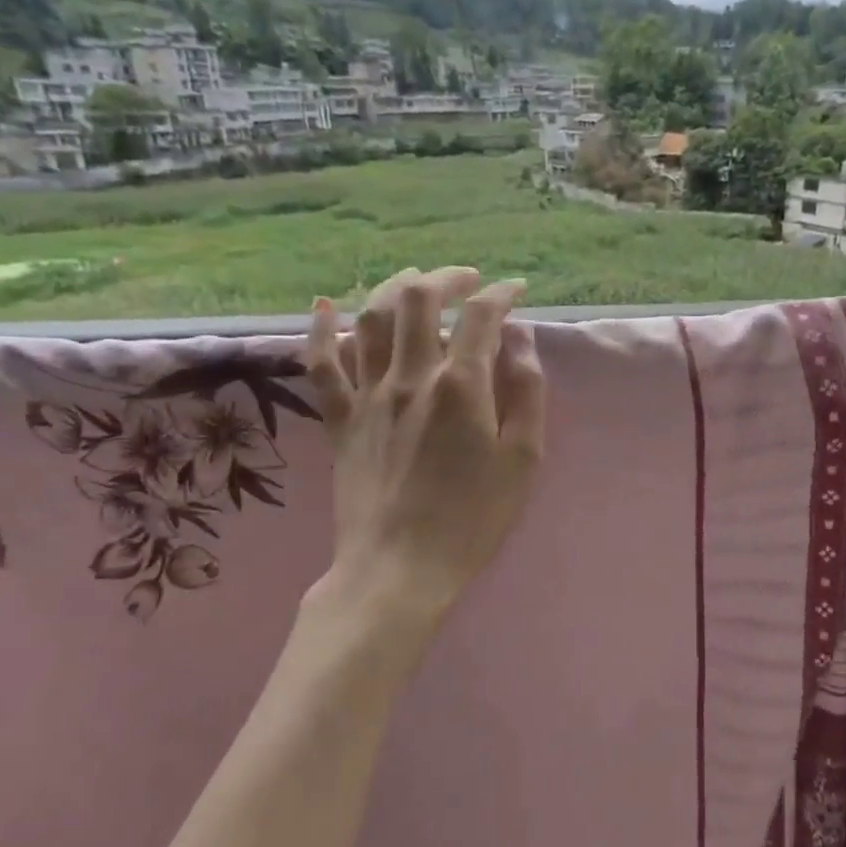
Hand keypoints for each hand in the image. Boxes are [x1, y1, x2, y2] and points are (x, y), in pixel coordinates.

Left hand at [301, 266, 545, 676]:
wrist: (399, 569)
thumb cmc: (472, 518)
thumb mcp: (522, 459)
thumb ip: (526, 392)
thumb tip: (519, 339)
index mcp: (461, 386)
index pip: (481, 316)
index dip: (502, 294)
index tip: (517, 291)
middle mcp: (410, 376)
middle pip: (419, 299)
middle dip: (448, 277)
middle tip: (468, 281)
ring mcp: (367, 395)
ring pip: (371, 317)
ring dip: (394, 288)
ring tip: (415, 281)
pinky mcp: (339, 419)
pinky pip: (320, 364)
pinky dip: (319, 329)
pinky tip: (323, 306)